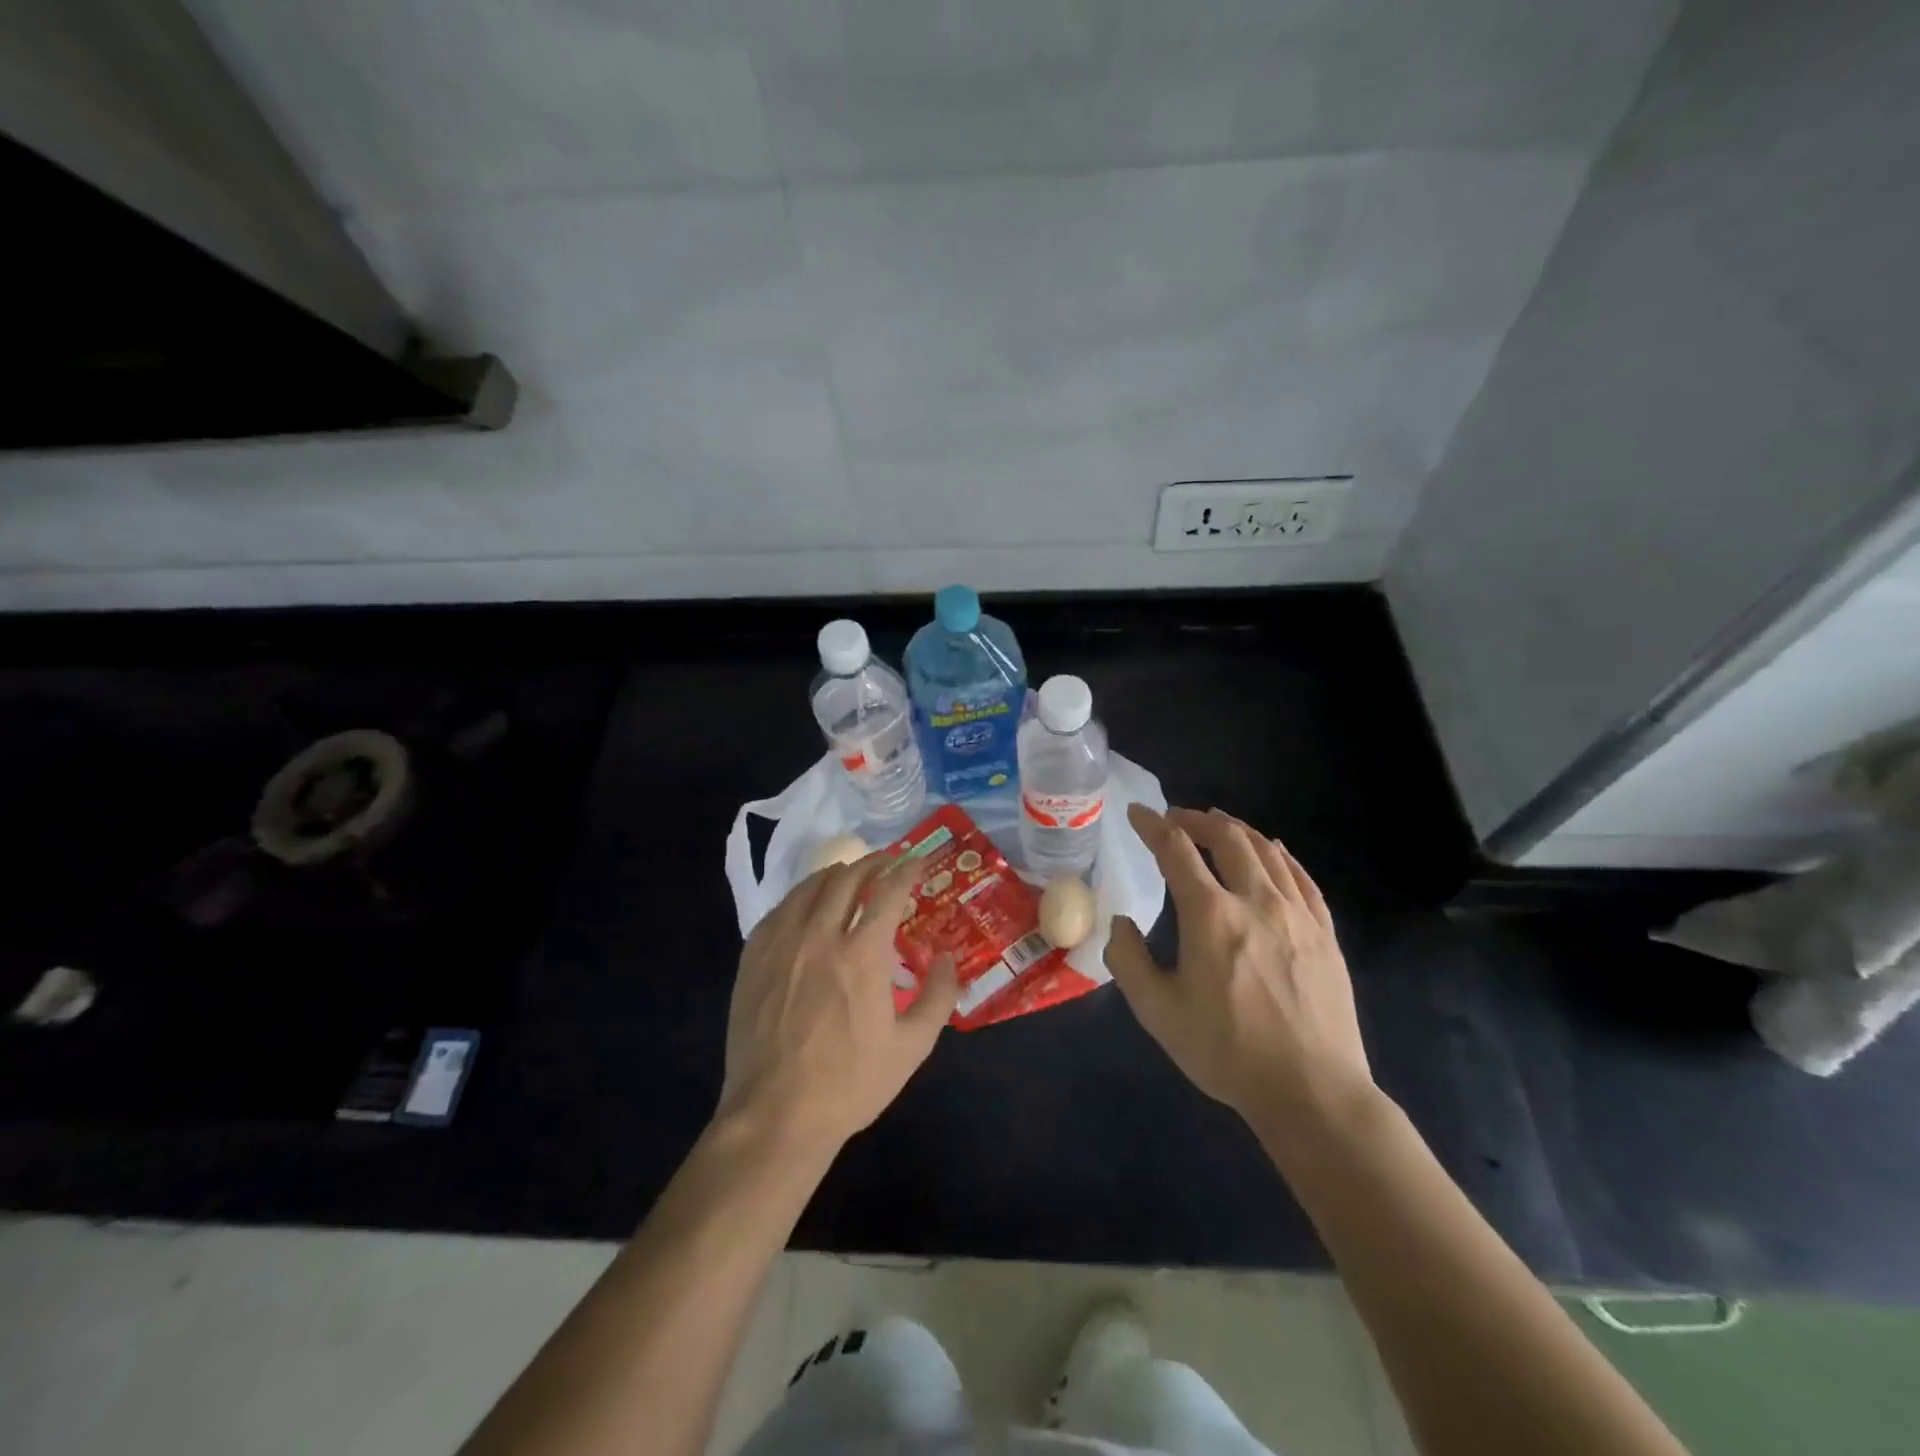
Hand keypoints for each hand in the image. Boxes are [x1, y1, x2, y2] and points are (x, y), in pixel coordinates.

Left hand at [717, 854, 959, 1150]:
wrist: (775, 1115)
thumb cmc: (850, 1083)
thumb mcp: (912, 1046)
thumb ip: (938, 996)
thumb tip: (946, 957)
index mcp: (862, 954)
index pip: (888, 891)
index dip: (907, 870)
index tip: (919, 861)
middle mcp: (819, 935)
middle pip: (846, 878)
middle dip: (872, 863)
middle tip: (888, 863)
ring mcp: (781, 944)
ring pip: (809, 887)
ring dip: (836, 874)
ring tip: (850, 876)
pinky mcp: (753, 958)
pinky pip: (779, 909)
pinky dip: (801, 897)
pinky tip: (807, 905)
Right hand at [1105, 805, 1372, 1129]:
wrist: (1312, 1091)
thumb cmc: (1226, 1051)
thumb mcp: (1157, 1011)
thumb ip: (1128, 959)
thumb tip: (1121, 922)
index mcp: (1210, 915)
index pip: (1176, 851)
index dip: (1153, 825)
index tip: (1137, 813)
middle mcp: (1255, 901)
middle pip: (1227, 837)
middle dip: (1195, 820)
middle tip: (1176, 819)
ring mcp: (1297, 914)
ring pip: (1266, 850)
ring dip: (1236, 829)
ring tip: (1217, 824)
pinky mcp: (1324, 933)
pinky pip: (1301, 877)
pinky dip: (1280, 854)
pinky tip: (1272, 851)